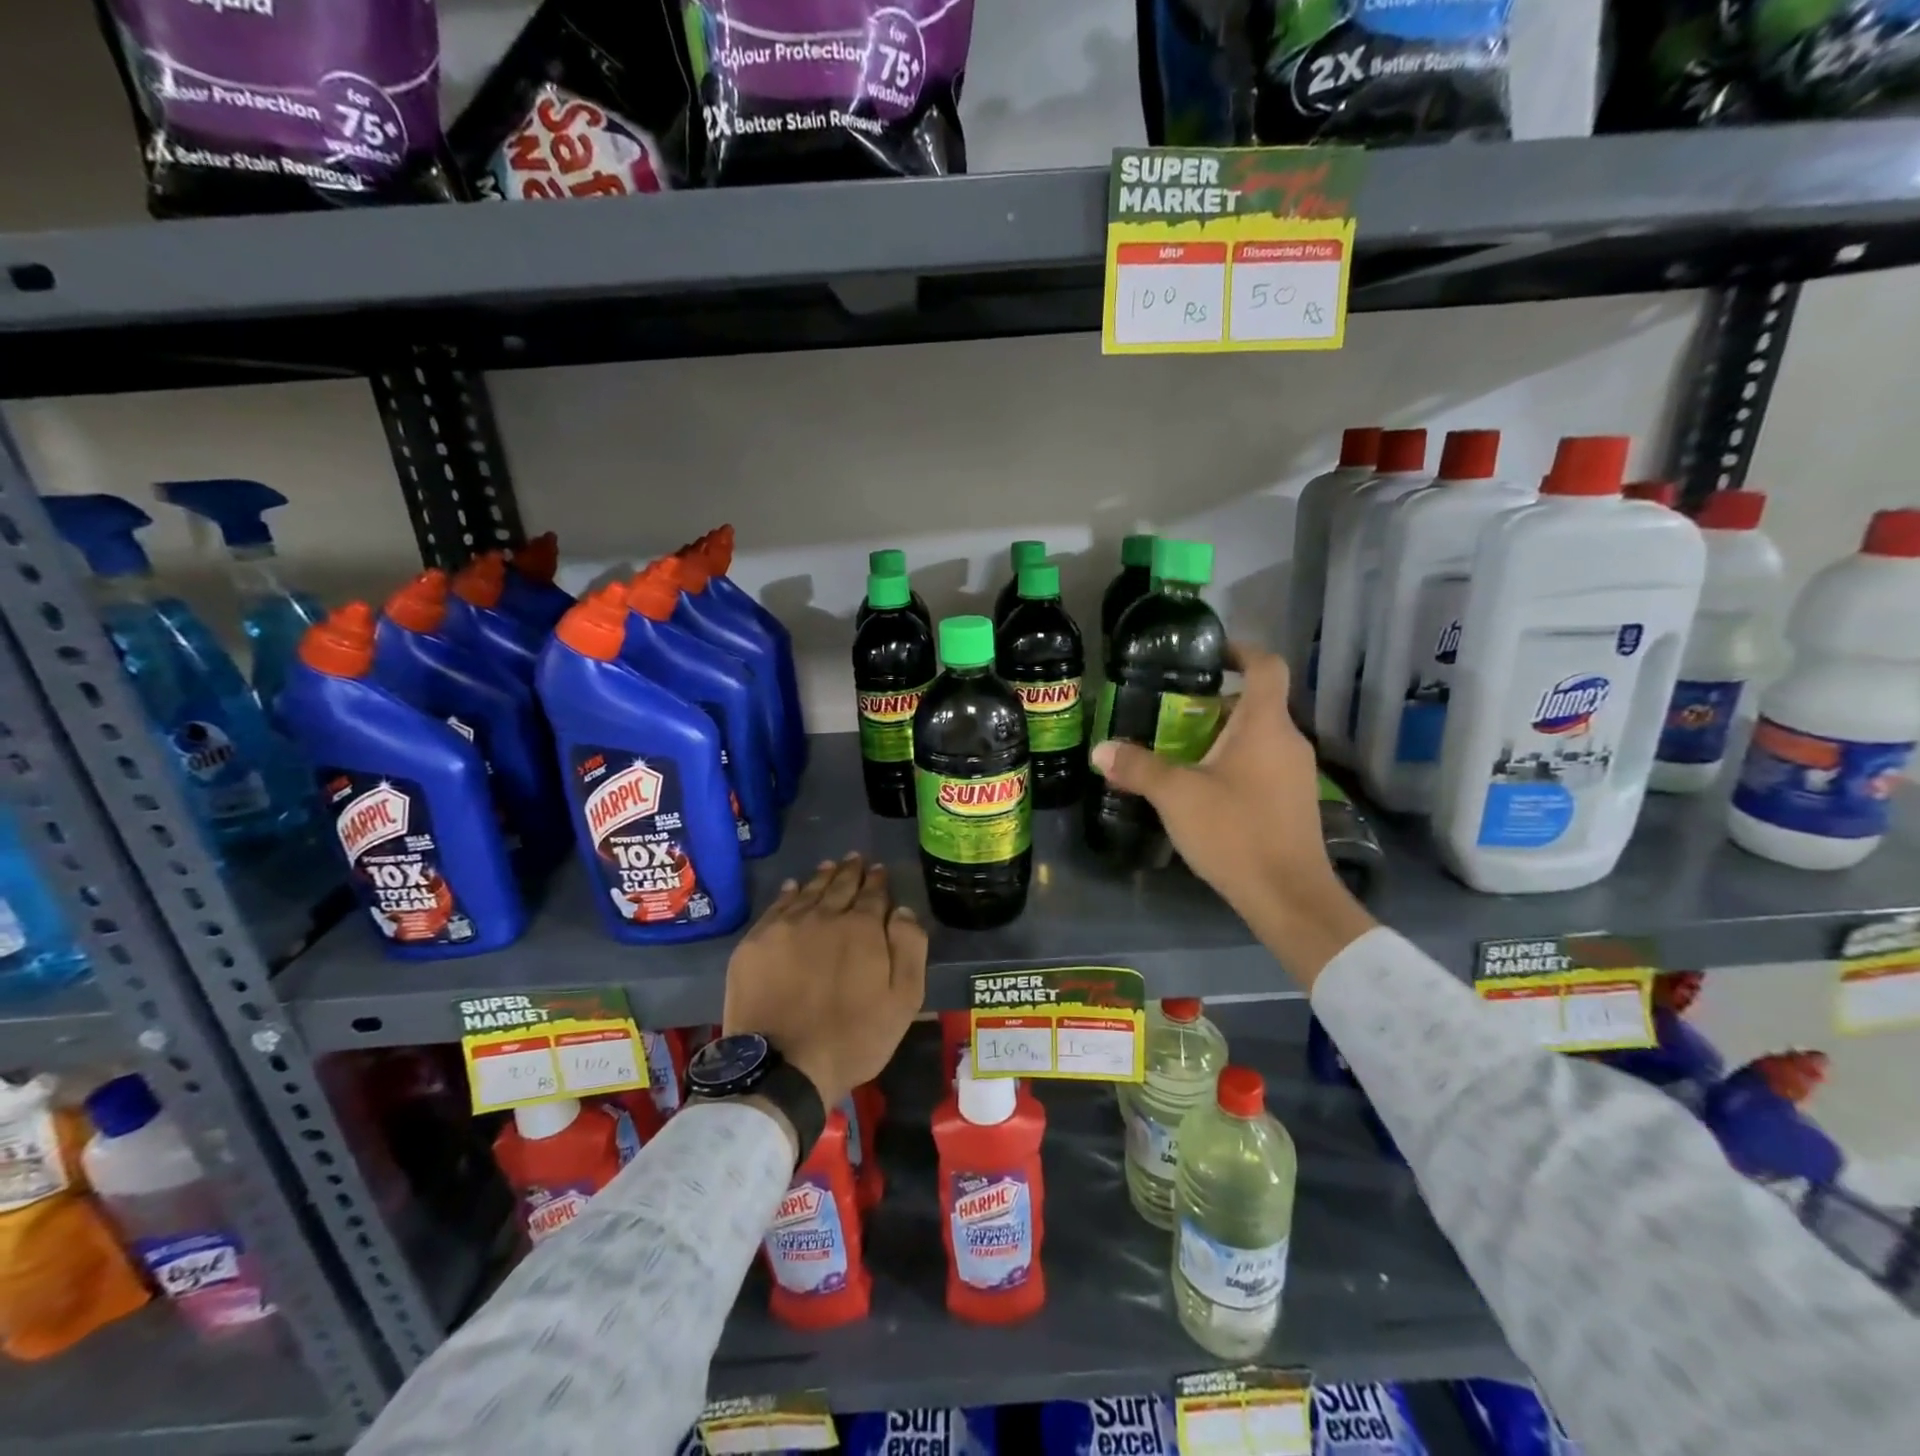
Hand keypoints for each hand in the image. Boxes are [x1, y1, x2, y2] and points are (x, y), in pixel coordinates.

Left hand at [722, 853, 927, 1117]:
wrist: (784, 1065)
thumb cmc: (854, 1037)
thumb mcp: (904, 999)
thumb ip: (909, 948)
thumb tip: (902, 910)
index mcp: (862, 927)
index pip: (873, 893)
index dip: (877, 880)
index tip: (878, 870)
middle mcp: (823, 916)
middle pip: (839, 886)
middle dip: (850, 871)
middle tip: (855, 859)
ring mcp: (785, 927)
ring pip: (808, 891)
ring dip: (822, 877)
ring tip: (830, 866)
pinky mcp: (755, 943)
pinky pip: (776, 907)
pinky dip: (788, 894)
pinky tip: (793, 887)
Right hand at [1090, 644, 1374, 989]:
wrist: (1289, 897)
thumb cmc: (1235, 832)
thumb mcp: (1177, 796)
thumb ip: (1138, 767)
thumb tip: (1100, 750)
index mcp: (1265, 725)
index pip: (1265, 666)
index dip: (1239, 650)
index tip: (1208, 654)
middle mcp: (1288, 740)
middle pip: (1254, 703)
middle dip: (1212, 703)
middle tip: (1169, 713)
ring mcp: (1296, 773)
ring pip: (1256, 737)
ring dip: (1220, 736)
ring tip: (1177, 752)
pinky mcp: (1293, 801)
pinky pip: (1261, 765)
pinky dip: (1233, 763)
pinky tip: (1201, 790)